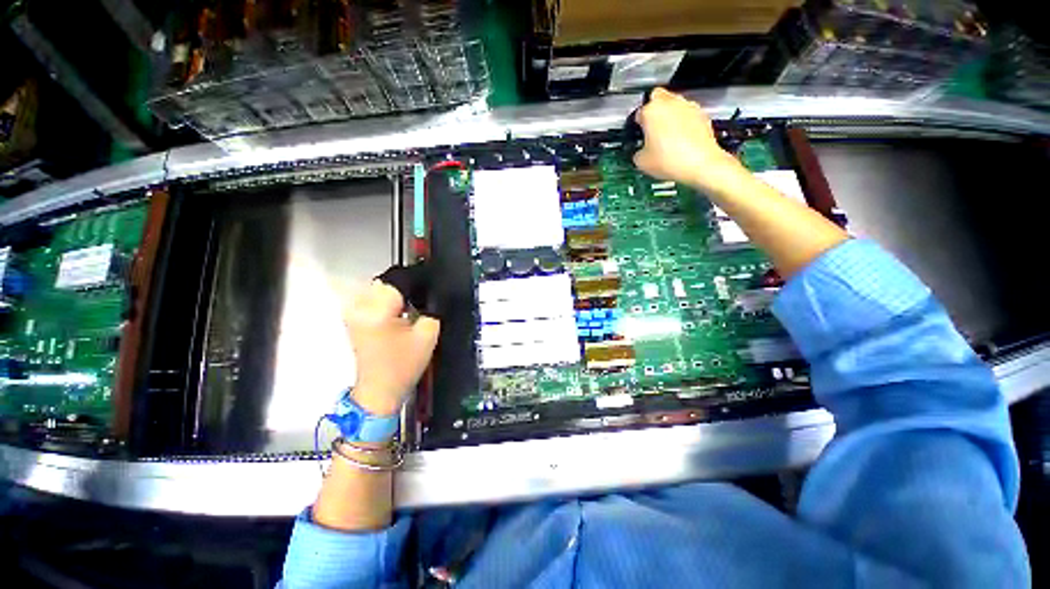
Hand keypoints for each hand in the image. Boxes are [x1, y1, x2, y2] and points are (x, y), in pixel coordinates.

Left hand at [344, 280, 439, 415]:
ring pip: (379, 289)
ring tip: (409, 308)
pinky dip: (387, 301)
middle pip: (386, 282)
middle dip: (406, 288)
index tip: (430, 287)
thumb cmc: (403, 365)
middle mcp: (359, 308)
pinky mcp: (353, 319)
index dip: (418, 281)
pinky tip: (398, 313)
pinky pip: (372, 299)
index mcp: (377, 311)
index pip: (398, 280)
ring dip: (396, 294)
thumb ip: (432, 309)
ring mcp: (353, 313)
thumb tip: (430, 294)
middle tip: (419, 302)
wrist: (380, 389)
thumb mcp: (428, 334)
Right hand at [632, 88, 744, 193]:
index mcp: (651, 110)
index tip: (638, 132)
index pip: (639, 111)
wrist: (700, 164)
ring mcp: (688, 107)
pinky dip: (683, 125)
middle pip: (658, 99)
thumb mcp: (641, 162)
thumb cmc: (672, 160)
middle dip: (655, 112)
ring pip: (675, 106)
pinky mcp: (702, 115)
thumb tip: (640, 152)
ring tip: (666, 139)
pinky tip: (680, 142)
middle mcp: (671, 103)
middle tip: (651, 130)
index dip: (638, 123)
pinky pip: (688, 116)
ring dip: (670, 117)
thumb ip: (638, 152)